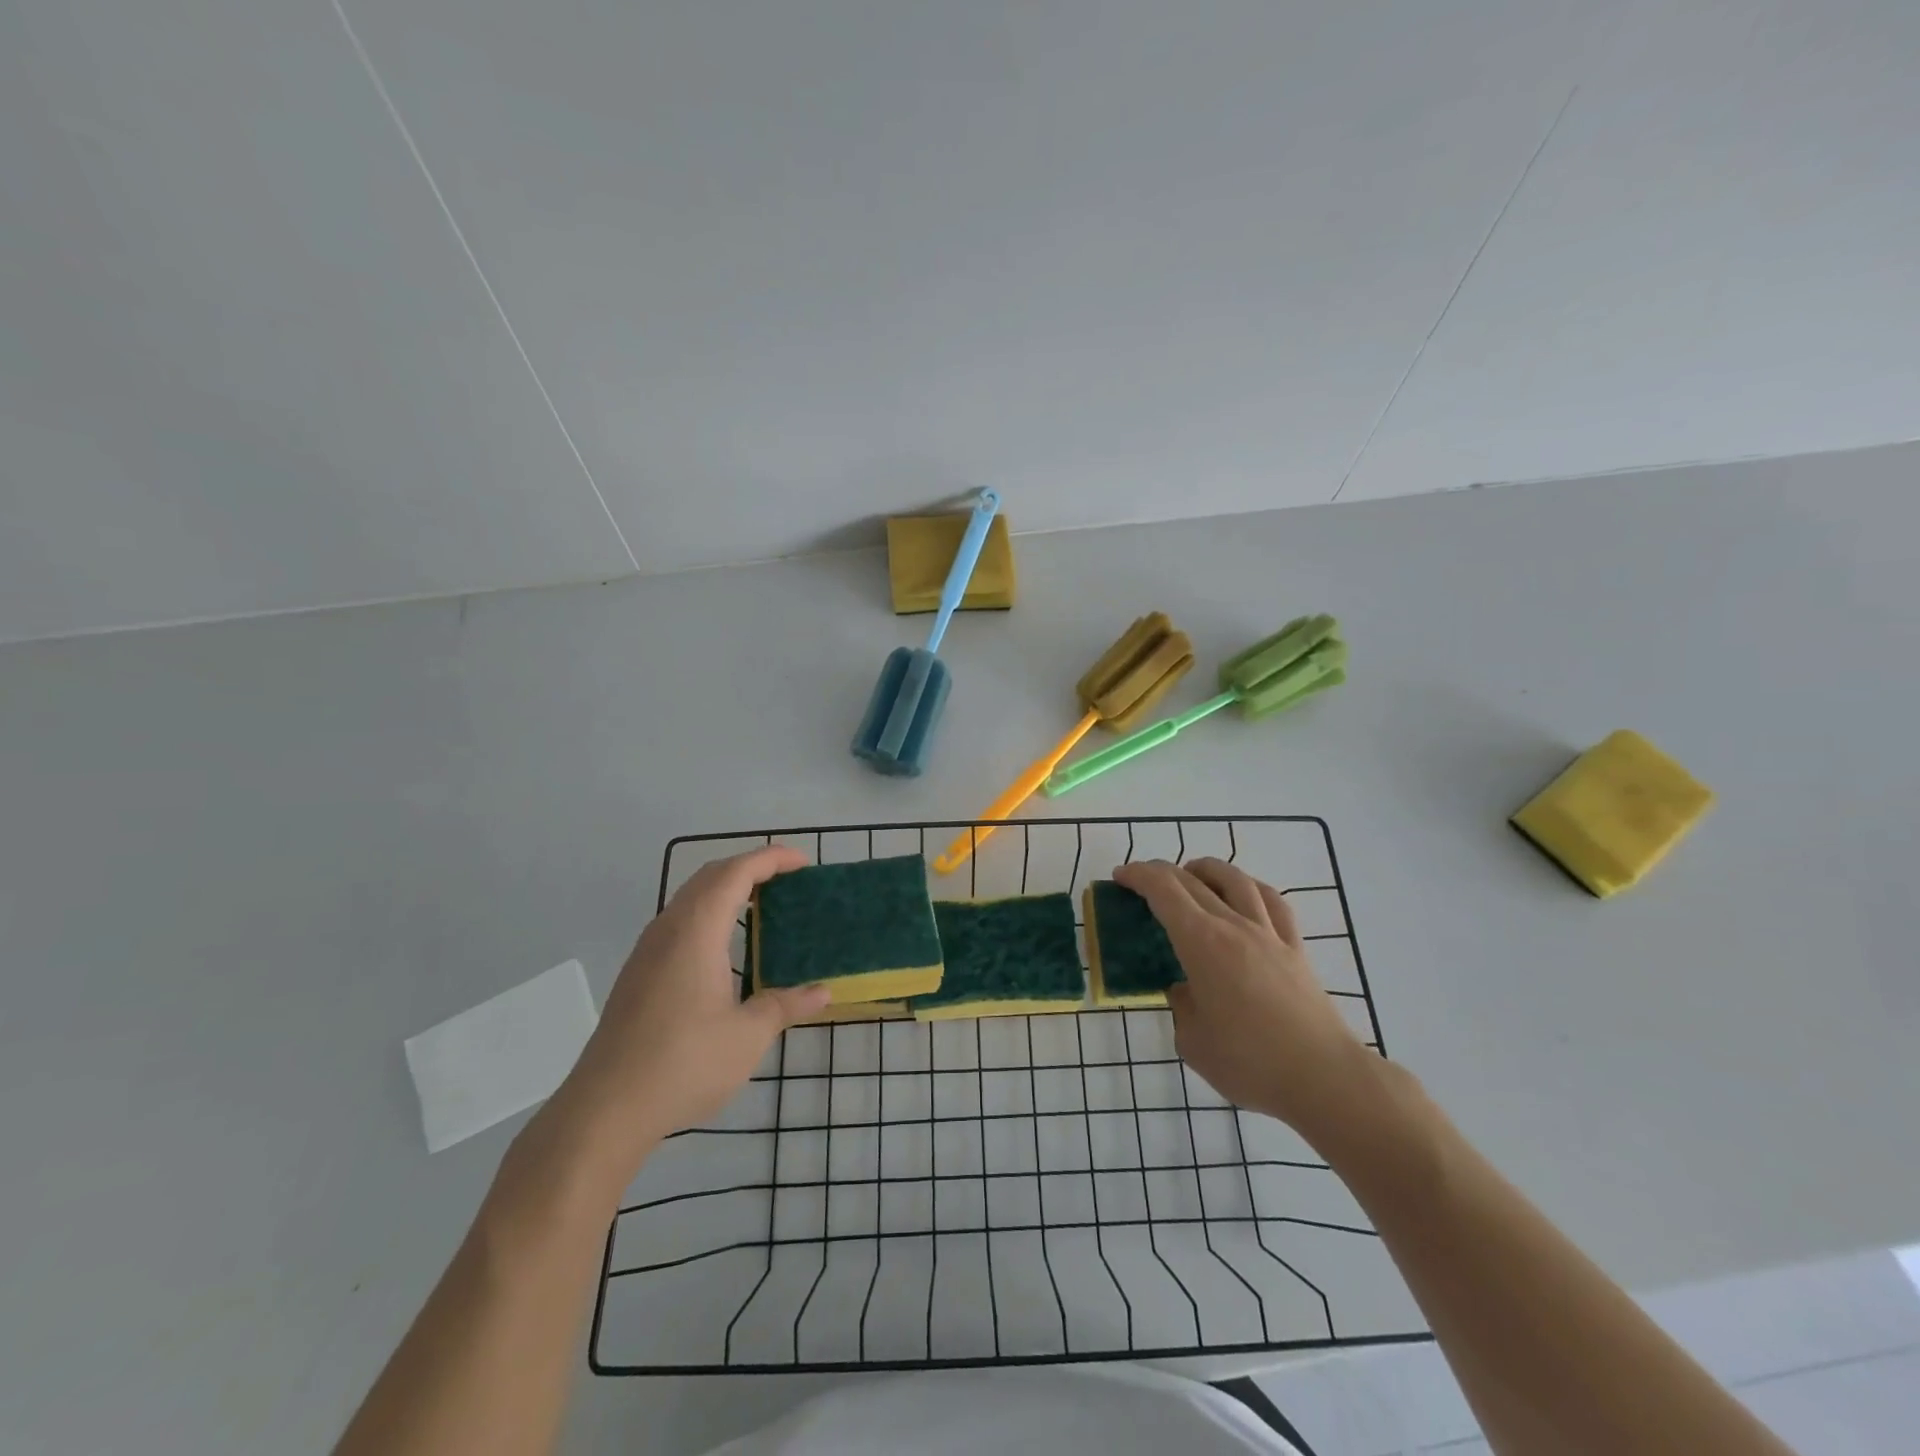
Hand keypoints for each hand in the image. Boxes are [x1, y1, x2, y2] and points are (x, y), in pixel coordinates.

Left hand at [554, 847, 829, 1170]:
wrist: (605, 1109)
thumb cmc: (684, 1063)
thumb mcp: (748, 1035)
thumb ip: (786, 1005)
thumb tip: (822, 993)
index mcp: (697, 930)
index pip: (737, 872)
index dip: (771, 859)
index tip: (804, 863)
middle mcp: (669, 928)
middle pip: (711, 875)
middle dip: (750, 867)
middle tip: (788, 880)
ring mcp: (647, 950)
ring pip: (690, 897)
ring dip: (726, 889)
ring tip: (762, 906)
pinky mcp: (638, 973)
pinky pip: (679, 921)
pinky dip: (709, 912)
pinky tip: (724, 947)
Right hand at [1113, 857, 1376, 1143]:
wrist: (1324, 1077)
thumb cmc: (1250, 1062)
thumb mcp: (1193, 1042)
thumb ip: (1182, 1007)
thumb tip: (1186, 990)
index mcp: (1201, 944)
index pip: (1164, 891)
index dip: (1138, 876)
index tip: (1120, 877)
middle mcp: (1234, 926)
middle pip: (1193, 881)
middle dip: (1161, 872)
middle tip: (1142, 880)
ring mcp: (1269, 934)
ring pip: (1235, 880)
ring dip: (1206, 869)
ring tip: (1191, 874)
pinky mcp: (1295, 949)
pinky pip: (1272, 902)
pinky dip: (1250, 887)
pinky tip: (1244, 894)